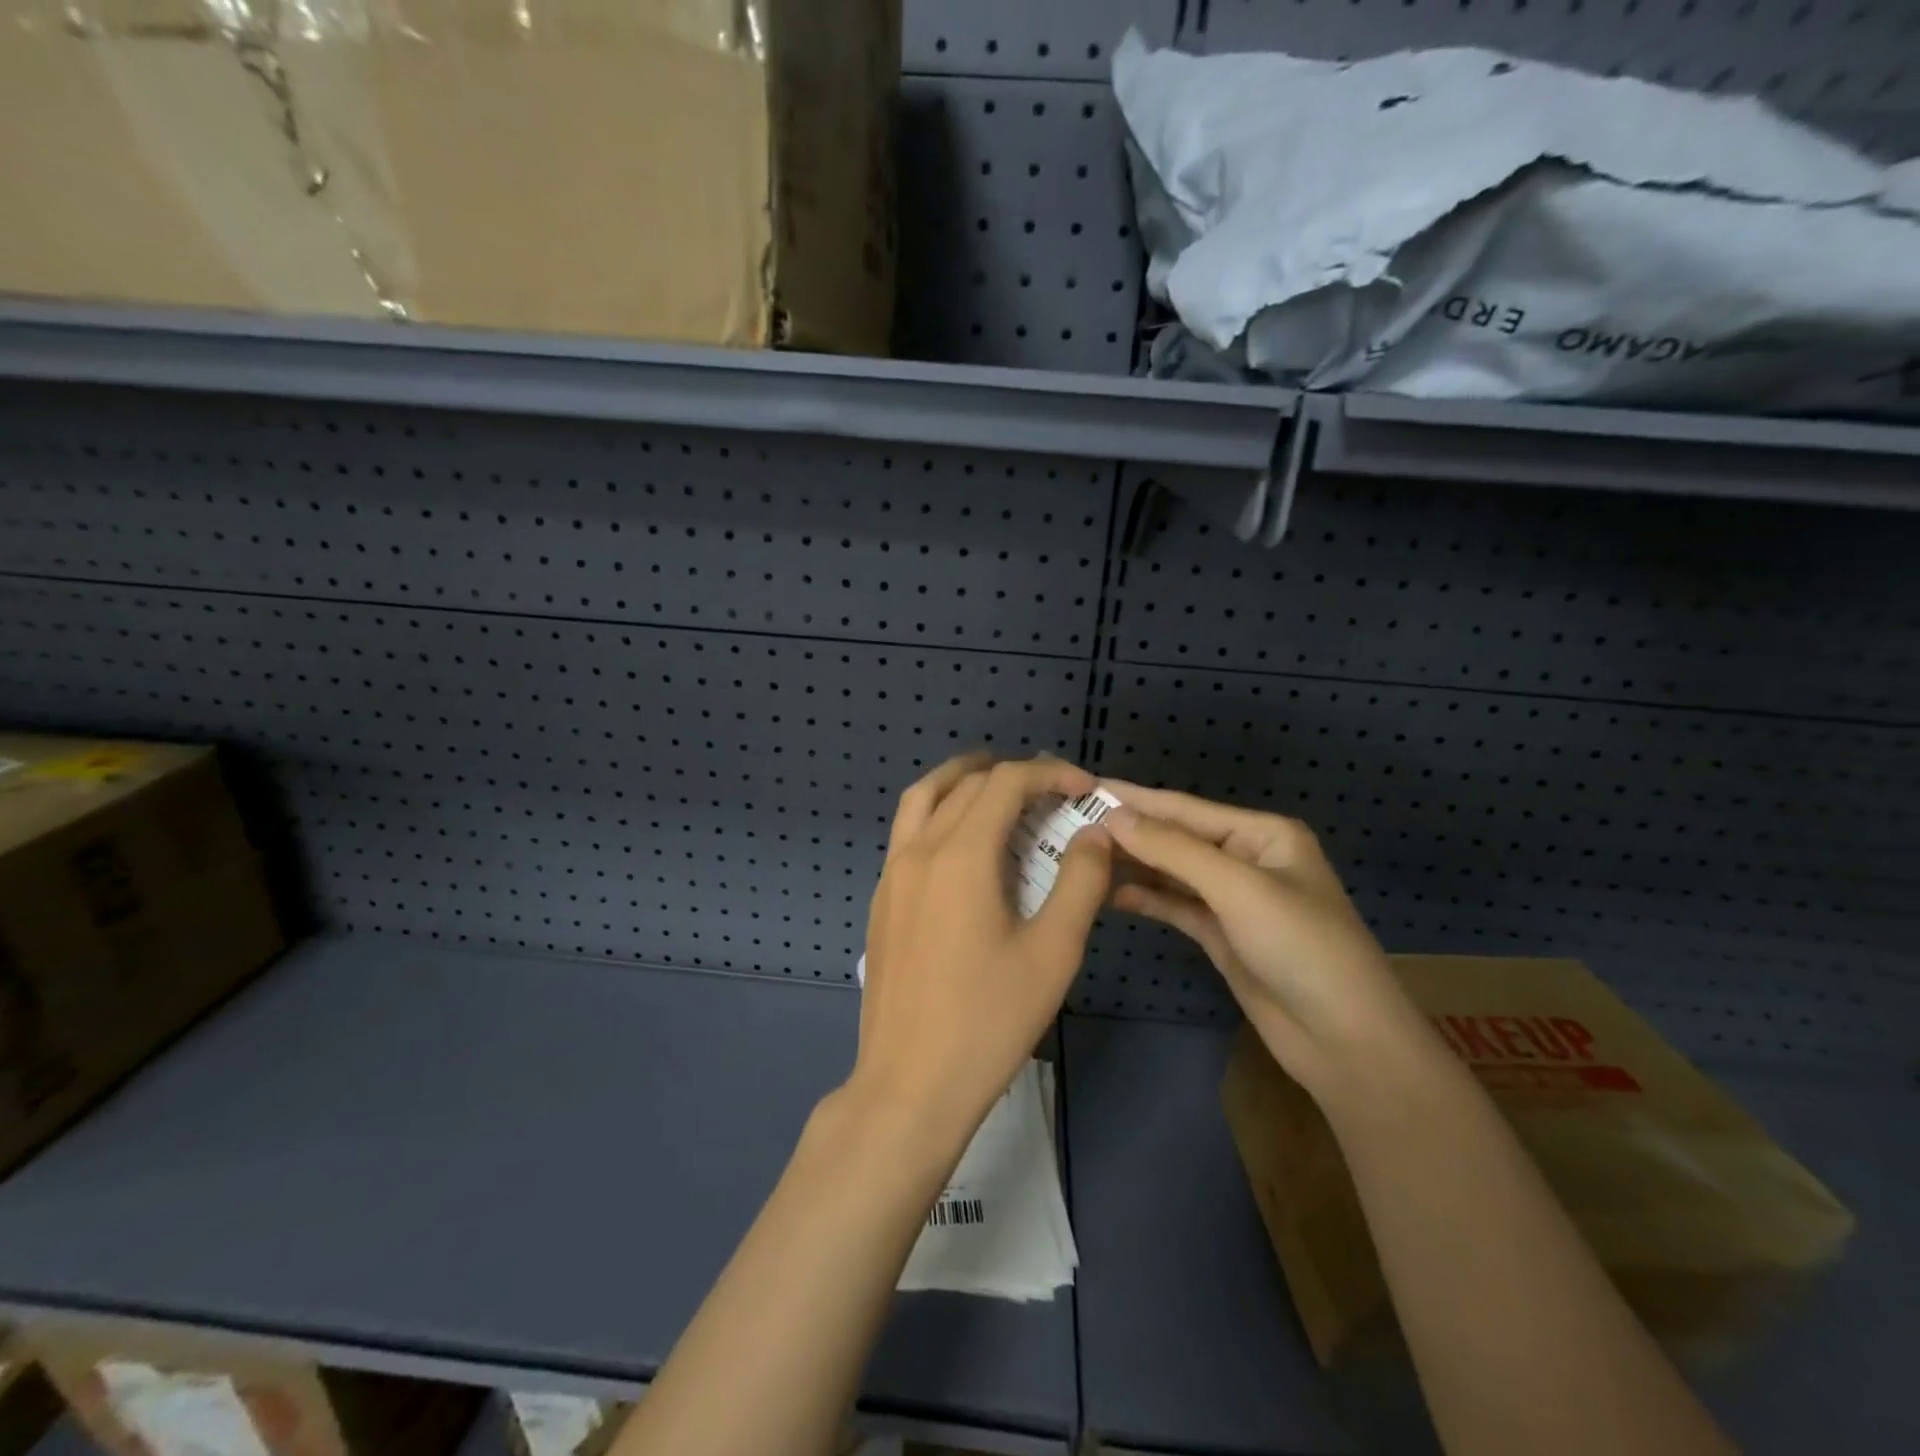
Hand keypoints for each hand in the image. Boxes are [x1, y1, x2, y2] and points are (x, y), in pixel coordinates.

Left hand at [854, 754, 1113, 1147]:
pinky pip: (908, 830)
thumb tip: (1094, 835)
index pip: (1005, 782)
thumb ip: (1080, 883)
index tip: (1084, 788)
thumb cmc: (989, 1020)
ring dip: (963, 779)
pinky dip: (938, 811)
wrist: (911, 1084)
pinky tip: (964, 845)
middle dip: (1011, 774)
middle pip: (964, 782)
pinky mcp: (881, 899)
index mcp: (960, 855)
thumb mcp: (1052, 952)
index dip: (1048, 773)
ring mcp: (892, 874)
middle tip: (1052, 791)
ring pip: (923, 797)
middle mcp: (919, 850)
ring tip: (1000, 790)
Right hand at [1101, 782, 1428, 1099]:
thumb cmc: (1301, 947)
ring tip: (1080, 855)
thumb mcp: (1238, 888)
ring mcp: (1233, 899)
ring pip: (1172, 872)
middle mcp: (1247, 859)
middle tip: (1071, 825)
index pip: (1186, 808)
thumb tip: (1113, 816)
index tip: (1086, 788)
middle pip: (1177, 838)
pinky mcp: (1222, 935)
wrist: (1344, 1041)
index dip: (1136, 799)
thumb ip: (1173, 850)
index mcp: (1263, 834)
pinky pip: (1175, 906)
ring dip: (1133, 864)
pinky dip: (1146, 898)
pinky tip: (1109, 892)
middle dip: (1130, 832)